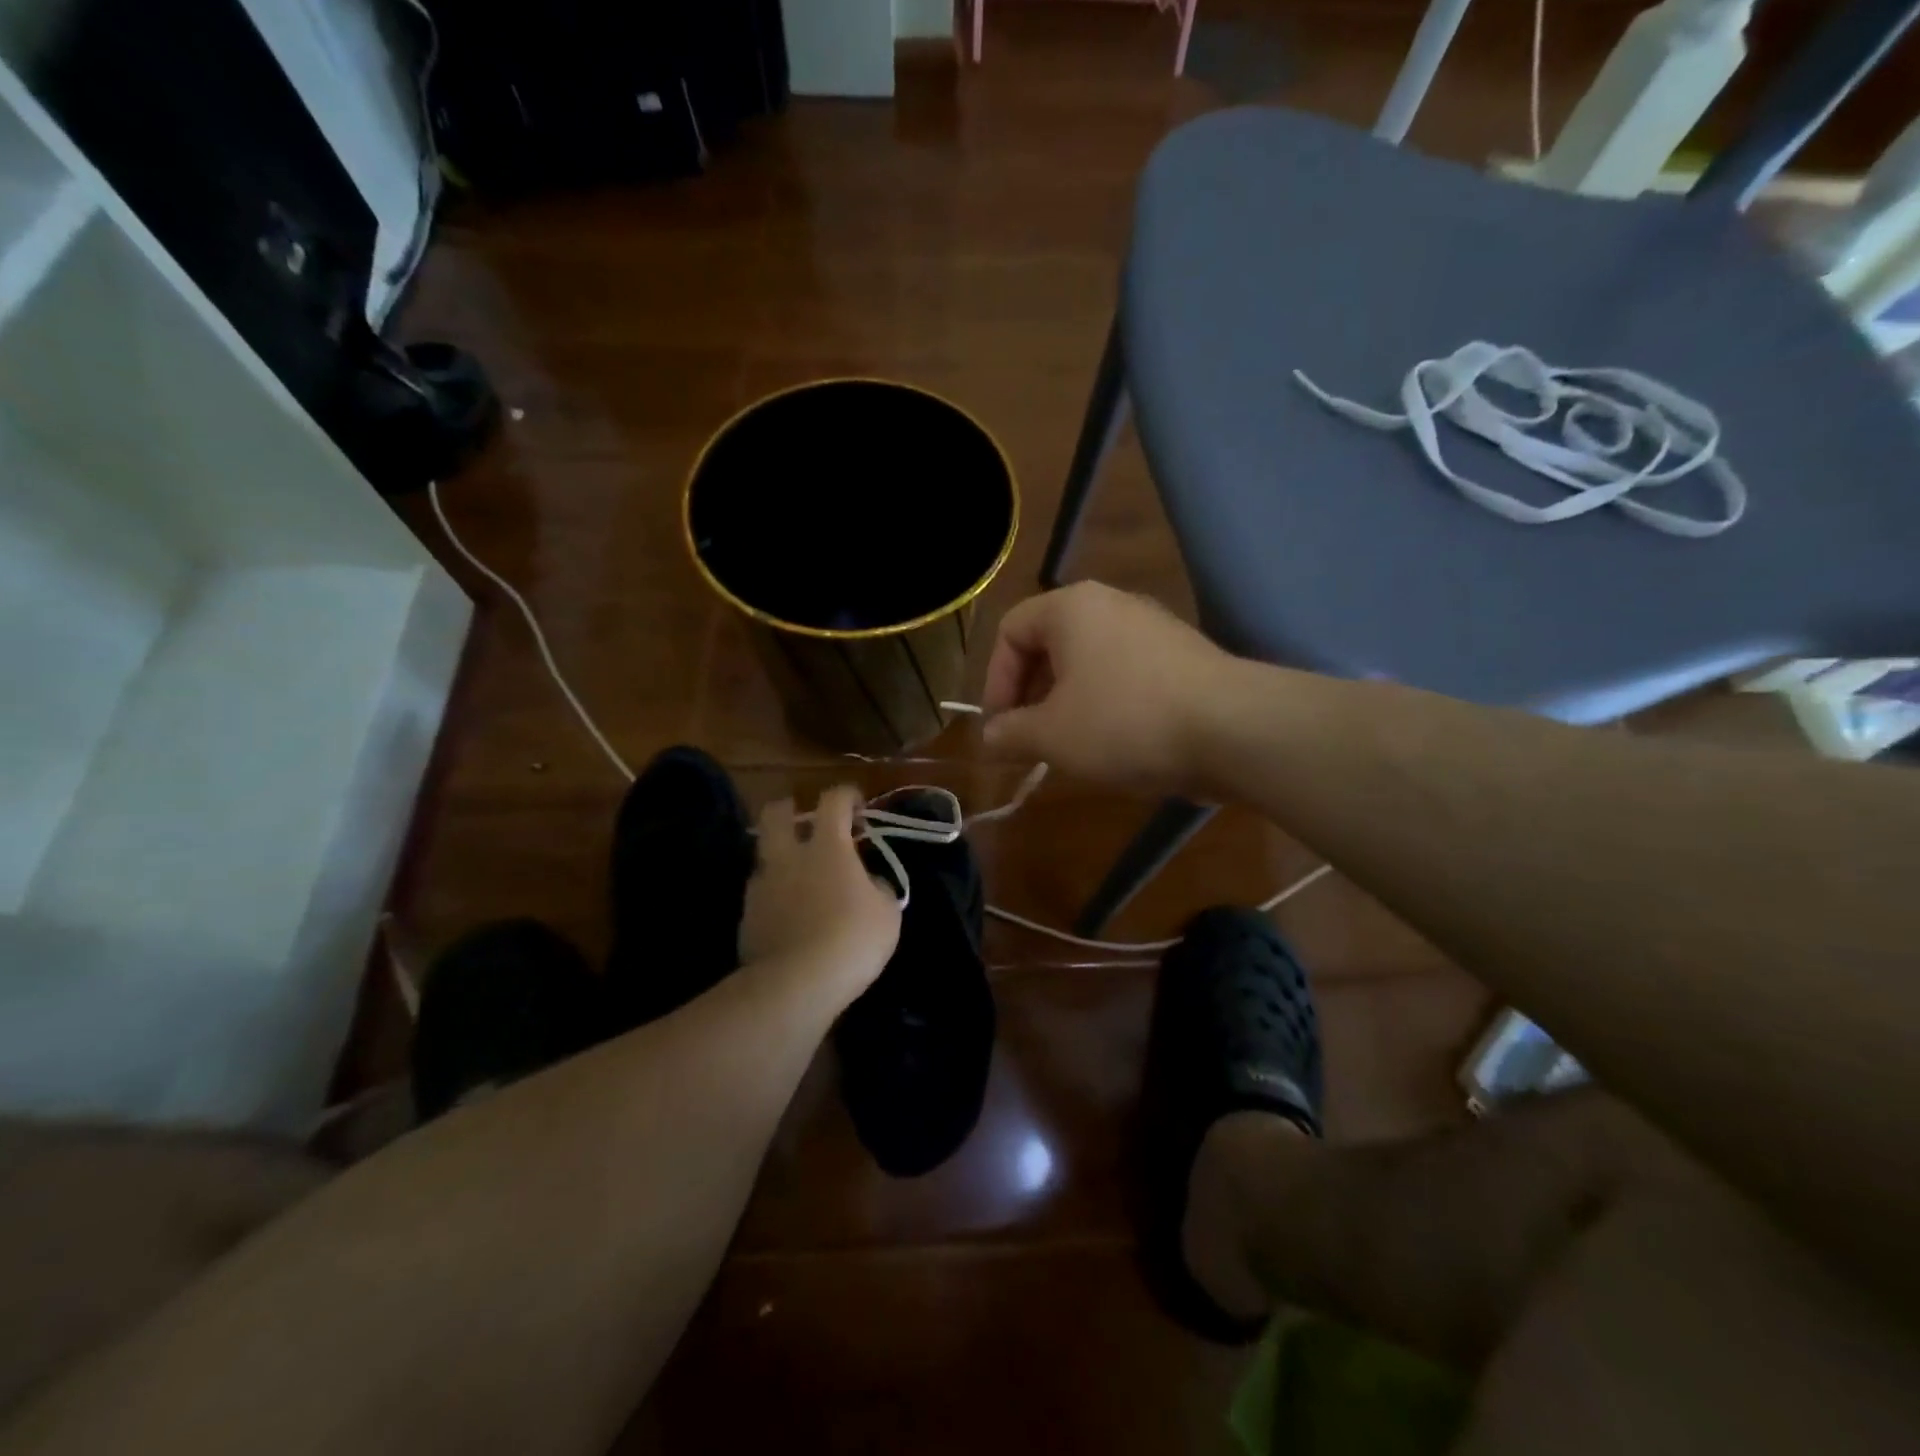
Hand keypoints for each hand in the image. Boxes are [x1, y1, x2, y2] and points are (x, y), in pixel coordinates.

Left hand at [740, 786, 900, 1000]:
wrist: (796, 984)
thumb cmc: (852, 939)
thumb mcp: (887, 913)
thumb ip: (877, 887)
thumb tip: (869, 882)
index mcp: (827, 846)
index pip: (833, 800)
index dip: (847, 795)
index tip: (858, 806)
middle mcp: (789, 856)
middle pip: (776, 813)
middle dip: (790, 809)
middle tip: (807, 822)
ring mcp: (762, 885)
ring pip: (764, 854)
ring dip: (780, 856)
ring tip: (798, 876)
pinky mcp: (746, 916)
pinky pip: (760, 892)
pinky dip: (773, 895)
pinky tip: (788, 914)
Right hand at [980, 583, 1238, 791]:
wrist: (1232, 729)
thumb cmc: (1124, 722)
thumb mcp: (1051, 736)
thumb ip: (1010, 734)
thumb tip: (991, 737)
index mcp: (1071, 608)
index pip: (1010, 631)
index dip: (994, 682)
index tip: (1001, 729)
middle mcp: (1111, 604)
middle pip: (1050, 645)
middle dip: (1030, 696)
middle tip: (1030, 740)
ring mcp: (1152, 628)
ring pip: (1088, 663)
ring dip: (1067, 705)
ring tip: (1070, 748)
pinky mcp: (1182, 657)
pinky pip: (1125, 675)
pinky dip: (1107, 705)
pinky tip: (1116, 744)